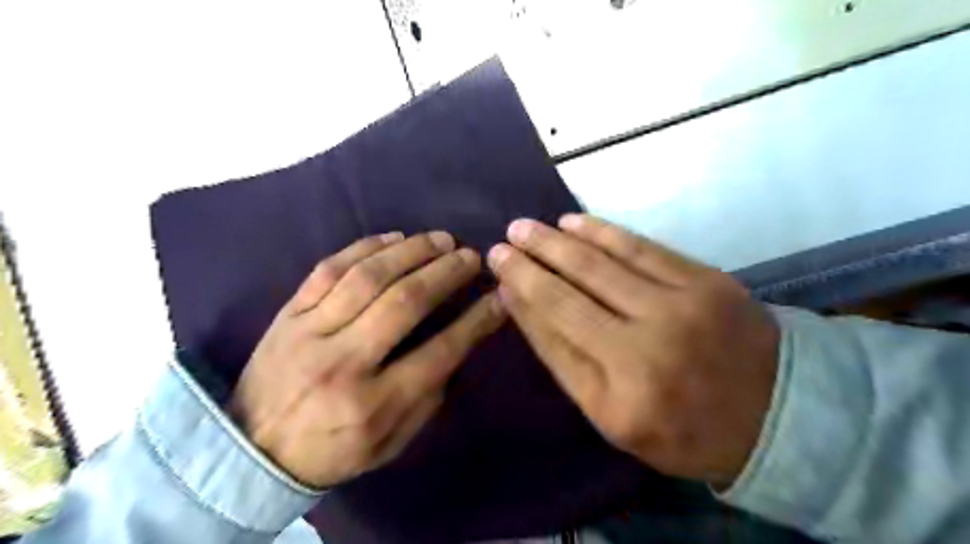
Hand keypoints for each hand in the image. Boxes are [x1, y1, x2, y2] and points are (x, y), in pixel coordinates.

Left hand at [229, 232, 503, 486]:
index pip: (439, 352)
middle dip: (445, 274)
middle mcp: (343, 361)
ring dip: (411, 252)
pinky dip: (365, 247)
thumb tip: (455, 346)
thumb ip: (426, 398)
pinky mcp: (288, 313)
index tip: (499, 297)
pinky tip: (394, 238)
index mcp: (373, 403)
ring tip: (440, 239)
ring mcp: (310, 332)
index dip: (476, 321)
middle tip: (470, 256)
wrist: (250, 450)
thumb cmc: (331, 451)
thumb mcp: (390, 443)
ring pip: (368, 277)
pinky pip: (328, 269)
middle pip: (404, 302)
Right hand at [489, 214, 779, 486]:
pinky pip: (641, 247)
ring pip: (601, 262)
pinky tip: (574, 222)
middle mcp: (646, 347)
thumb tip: (521, 302)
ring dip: (557, 240)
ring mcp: (680, 307)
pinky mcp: (705, 280)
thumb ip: (564, 359)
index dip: (522, 293)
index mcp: (620, 394)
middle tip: (503, 239)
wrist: (774, 414)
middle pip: (571, 291)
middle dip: (530, 261)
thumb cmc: (680, 425)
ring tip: (527, 227)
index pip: (554, 329)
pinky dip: (602, 231)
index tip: (499, 267)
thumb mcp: (611, 415)